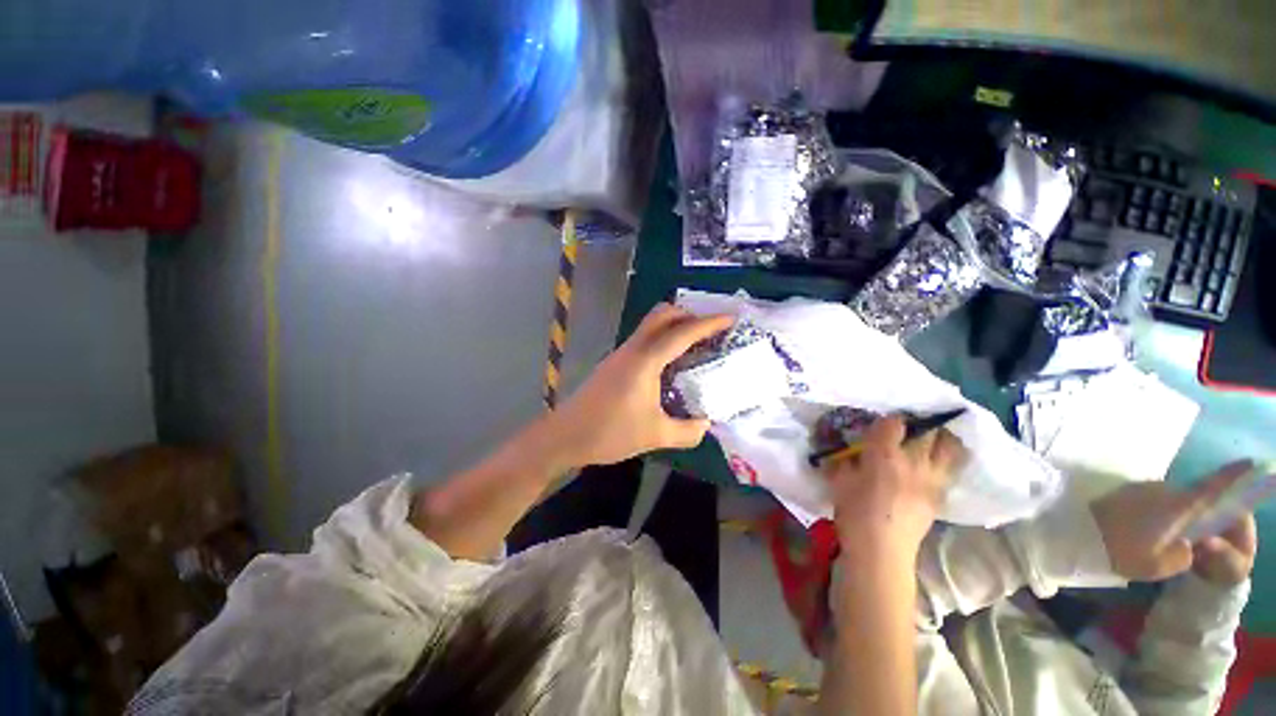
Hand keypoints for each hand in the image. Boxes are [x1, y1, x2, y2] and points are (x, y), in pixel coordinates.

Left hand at [551, 304, 732, 466]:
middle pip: (662, 315)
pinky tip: (671, 363)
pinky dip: (663, 339)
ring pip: (651, 325)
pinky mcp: (615, 363)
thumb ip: (687, 431)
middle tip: (711, 331)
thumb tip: (706, 424)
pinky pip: (644, 339)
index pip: (682, 333)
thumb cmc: (609, 433)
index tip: (731, 319)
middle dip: (689, 315)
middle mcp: (633, 349)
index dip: (709, 323)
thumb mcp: (655, 436)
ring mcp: (621, 354)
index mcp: (645, 361)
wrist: (565, 436)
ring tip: (696, 344)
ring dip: (675, 326)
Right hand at [825, 416, 966, 557]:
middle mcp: (914, 461)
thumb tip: (850, 450)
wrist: (881, 551)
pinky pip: (950, 469)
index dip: (889, 419)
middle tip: (910, 427)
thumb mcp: (839, 480)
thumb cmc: (854, 512)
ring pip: (950, 448)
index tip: (881, 424)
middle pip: (929, 431)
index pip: (894, 422)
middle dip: (920, 424)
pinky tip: (932, 464)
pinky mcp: (941, 495)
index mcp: (885, 454)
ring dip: (943, 438)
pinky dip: (946, 460)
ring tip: (932, 438)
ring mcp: (932, 479)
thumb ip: (846, 460)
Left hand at [1091, 461, 1252, 581]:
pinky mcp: (1121, 491)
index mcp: (1178, 504)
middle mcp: (1162, 489)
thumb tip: (1187, 544)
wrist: (1074, 534)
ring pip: (1166, 501)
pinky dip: (1149, 515)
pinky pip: (1146, 502)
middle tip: (1185, 538)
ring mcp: (1139, 487)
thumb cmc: (1123, 551)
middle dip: (1191, 515)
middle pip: (1188, 498)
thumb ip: (1184, 554)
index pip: (1213, 486)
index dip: (1233, 475)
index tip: (1251, 463)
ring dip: (1167, 516)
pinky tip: (1137, 532)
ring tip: (1153, 540)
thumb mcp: (1162, 564)